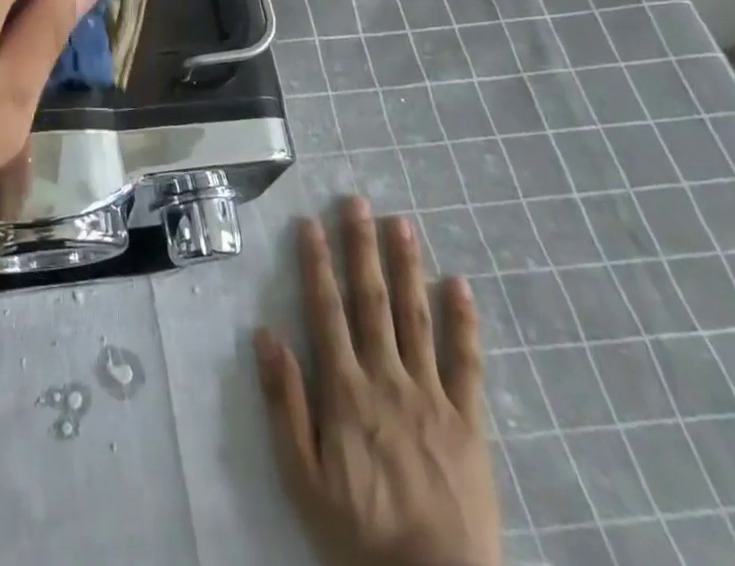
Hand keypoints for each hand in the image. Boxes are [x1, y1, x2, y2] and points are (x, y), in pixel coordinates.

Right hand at [255, 197, 502, 565]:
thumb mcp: (302, 477)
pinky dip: (463, 322)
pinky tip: (459, 285)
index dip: (316, 264)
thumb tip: (265, 335)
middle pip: (372, 301)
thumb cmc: (359, 535)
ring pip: (416, 318)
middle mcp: (387, 379)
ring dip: (407, 266)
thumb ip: (284, 403)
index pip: (326, 311)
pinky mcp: (470, 423)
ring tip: (402, 223)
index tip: (311, 223)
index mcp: (345, 391)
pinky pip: (467, 364)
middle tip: (358, 202)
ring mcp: (432, 397)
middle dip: (362, 248)